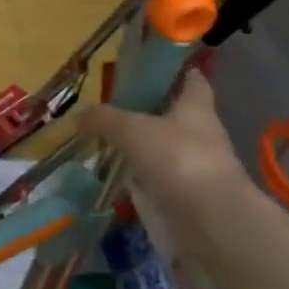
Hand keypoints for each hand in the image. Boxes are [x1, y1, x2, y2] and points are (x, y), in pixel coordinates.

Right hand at [74, 70, 244, 212]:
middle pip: (177, 116)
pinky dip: (141, 177)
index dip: (178, 71)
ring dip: (144, 147)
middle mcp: (202, 134)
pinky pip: (160, 178)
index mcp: (196, 108)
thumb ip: (105, 119)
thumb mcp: (132, 130)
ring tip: (109, 143)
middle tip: (116, 108)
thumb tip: (80, 116)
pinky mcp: (188, 196)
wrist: (209, 219)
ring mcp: (197, 167)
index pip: (193, 81)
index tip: (156, 68)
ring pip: (166, 148)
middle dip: (151, 111)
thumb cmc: (177, 158)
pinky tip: (117, 176)